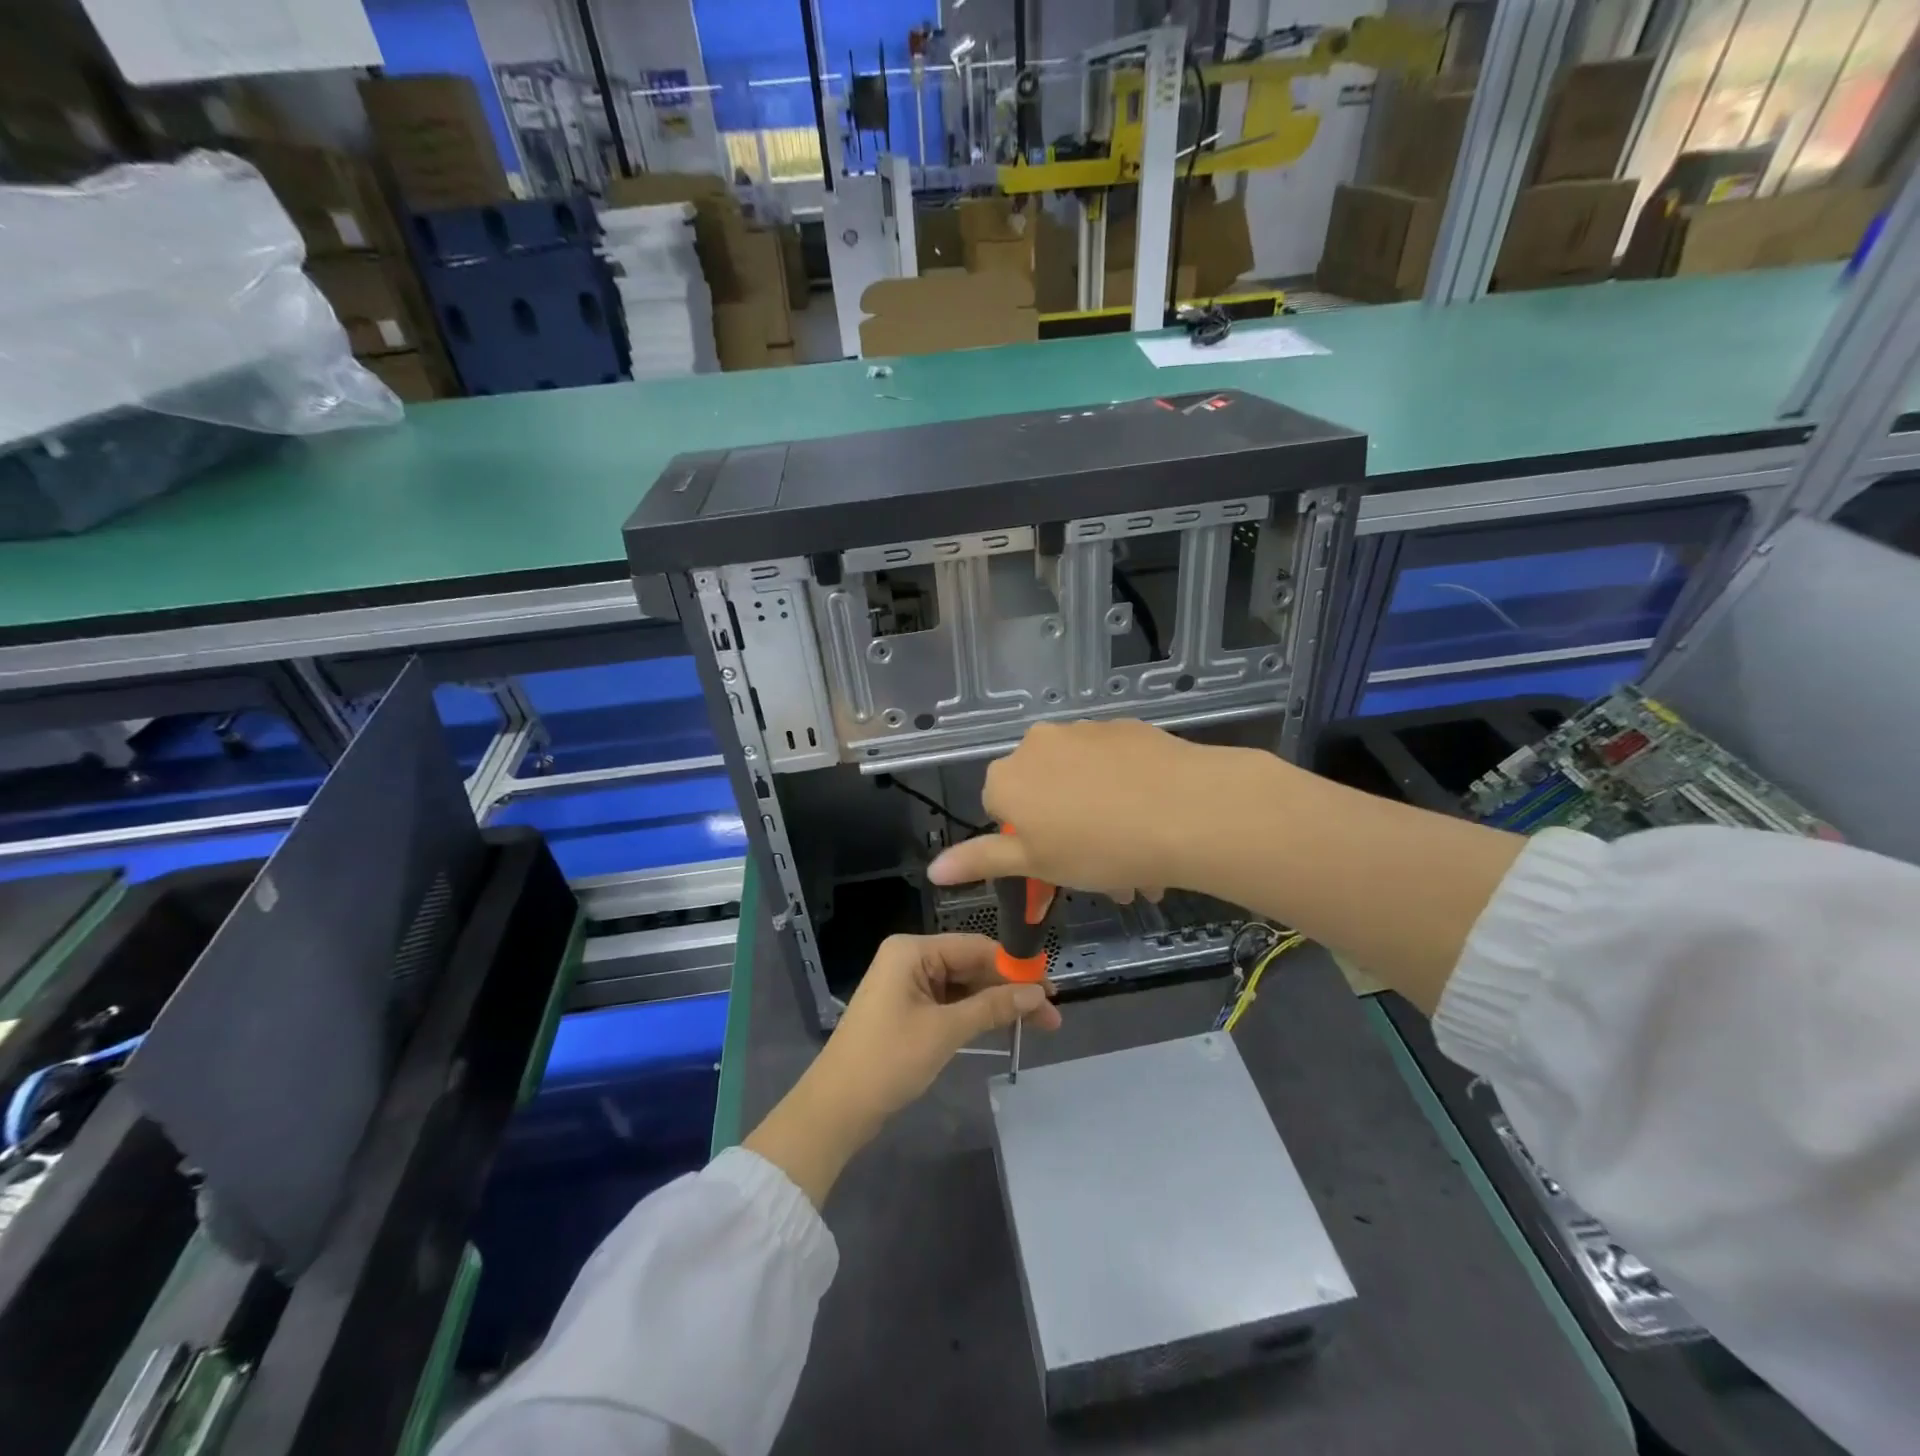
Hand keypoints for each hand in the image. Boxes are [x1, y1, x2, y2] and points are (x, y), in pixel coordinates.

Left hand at [744, 934, 1060, 1206]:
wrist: (836, 1108)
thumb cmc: (888, 1061)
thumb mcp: (945, 1031)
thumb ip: (992, 1007)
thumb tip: (1037, 993)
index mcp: (912, 950)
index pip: (975, 947)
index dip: (1015, 966)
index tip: (1052, 985)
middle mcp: (910, 958)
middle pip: (971, 966)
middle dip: (1010, 989)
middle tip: (1052, 1013)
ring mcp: (908, 984)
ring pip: (964, 986)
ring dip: (997, 1004)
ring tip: (1039, 1024)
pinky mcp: (908, 1009)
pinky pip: (950, 1003)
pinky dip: (976, 1015)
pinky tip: (1005, 1025)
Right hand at [928, 718, 1242, 899]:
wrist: (1185, 811)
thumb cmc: (1098, 848)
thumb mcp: (1036, 864)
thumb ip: (982, 861)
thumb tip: (934, 868)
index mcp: (1008, 777)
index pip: (998, 807)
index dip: (1025, 840)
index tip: (1055, 864)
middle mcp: (1039, 743)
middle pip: (1043, 792)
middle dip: (1066, 833)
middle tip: (1100, 875)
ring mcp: (1085, 730)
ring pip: (1082, 781)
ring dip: (1099, 817)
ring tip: (1138, 861)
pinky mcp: (1126, 727)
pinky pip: (1115, 765)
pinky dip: (1125, 792)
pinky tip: (1154, 823)